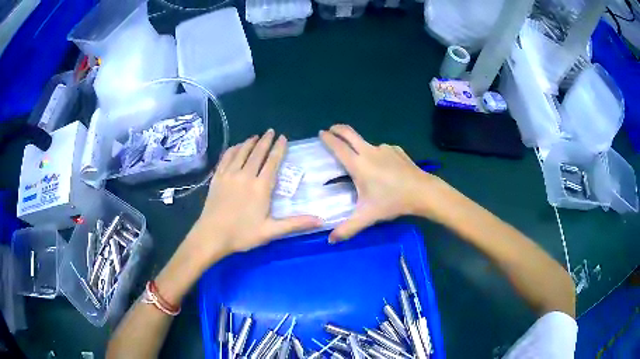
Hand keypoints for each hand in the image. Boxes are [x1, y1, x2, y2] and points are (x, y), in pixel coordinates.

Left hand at [190, 129, 322, 261]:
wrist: (212, 235)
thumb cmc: (242, 234)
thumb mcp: (271, 231)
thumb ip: (295, 223)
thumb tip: (320, 220)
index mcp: (261, 187)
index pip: (272, 162)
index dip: (279, 148)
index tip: (283, 137)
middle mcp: (245, 175)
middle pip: (257, 153)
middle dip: (266, 141)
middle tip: (271, 131)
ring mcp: (229, 175)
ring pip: (241, 152)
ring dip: (250, 142)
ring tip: (256, 136)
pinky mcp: (217, 177)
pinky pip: (226, 158)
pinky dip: (233, 149)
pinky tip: (236, 147)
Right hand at [319, 124, 449, 241]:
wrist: (422, 192)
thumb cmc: (392, 202)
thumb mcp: (368, 217)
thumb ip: (347, 229)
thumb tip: (330, 240)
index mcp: (358, 165)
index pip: (338, 147)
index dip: (327, 138)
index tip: (321, 133)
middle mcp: (369, 151)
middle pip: (349, 133)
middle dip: (338, 129)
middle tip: (331, 130)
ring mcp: (384, 148)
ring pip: (366, 143)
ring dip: (360, 147)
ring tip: (362, 162)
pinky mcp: (396, 150)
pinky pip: (382, 150)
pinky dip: (377, 154)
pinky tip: (384, 168)